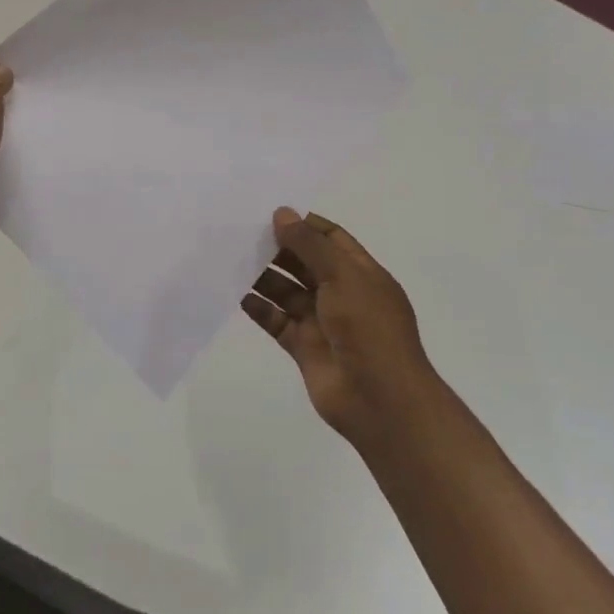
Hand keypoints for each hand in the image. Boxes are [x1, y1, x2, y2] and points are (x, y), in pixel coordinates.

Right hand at [242, 207, 442, 451]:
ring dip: (265, 277)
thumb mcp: (343, 276)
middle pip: (307, 264)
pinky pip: (277, 322)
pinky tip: (238, 295)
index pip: (332, 239)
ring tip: (233, 260)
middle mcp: (342, 294)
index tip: (273, 214)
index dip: (305, 225)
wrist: (379, 399)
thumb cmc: (368, 328)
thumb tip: (282, 214)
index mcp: (361, 273)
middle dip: (280, 249)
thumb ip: (310, 245)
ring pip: (289, 292)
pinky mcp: (304, 348)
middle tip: (244, 234)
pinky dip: (260, 309)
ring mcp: (322, 322)